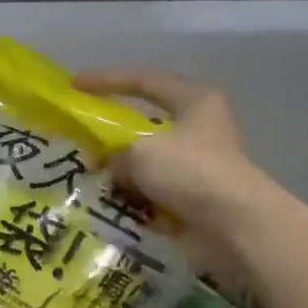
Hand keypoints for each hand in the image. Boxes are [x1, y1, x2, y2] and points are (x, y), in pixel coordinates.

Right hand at [71, 68, 267, 268]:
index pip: (144, 81)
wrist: (233, 226)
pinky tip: (103, 203)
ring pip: (145, 163)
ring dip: (118, 171)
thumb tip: (107, 166)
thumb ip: (114, 152)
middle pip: (144, 124)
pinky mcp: (190, 200)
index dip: (107, 80)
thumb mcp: (140, 150)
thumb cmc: (190, 171)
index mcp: (194, 101)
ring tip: (84, 174)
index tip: (74, 85)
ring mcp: (194, 167)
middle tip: (77, 136)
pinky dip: (129, 198)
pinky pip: (149, 193)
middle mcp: (197, 129)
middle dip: (111, 133)